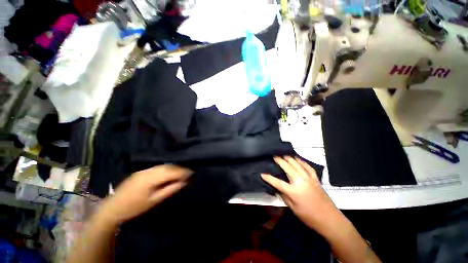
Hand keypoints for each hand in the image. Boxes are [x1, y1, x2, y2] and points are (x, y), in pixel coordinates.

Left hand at [98, 165, 191, 225]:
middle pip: (169, 166)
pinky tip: (171, 173)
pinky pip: (158, 167)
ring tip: (182, 172)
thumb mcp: (155, 200)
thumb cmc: (134, 207)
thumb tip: (185, 181)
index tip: (193, 172)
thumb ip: (171, 189)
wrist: (112, 208)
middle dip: (180, 168)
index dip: (183, 171)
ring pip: (164, 166)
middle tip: (190, 172)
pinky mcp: (142, 171)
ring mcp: (144, 170)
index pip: (172, 171)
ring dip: (174, 168)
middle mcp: (148, 170)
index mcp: (151, 178)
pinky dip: (167, 169)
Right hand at [261, 156, 341, 234]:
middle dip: (280, 160)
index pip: (277, 182)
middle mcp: (300, 182)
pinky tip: (298, 159)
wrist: (329, 219)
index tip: (262, 173)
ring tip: (284, 154)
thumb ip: (284, 195)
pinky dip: (302, 161)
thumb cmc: (309, 216)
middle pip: (288, 168)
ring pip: (297, 164)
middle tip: (274, 155)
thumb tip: (277, 187)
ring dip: (290, 158)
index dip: (268, 178)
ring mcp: (309, 178)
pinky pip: (308, 167)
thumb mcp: (293, 208)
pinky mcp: (315, 178)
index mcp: (294, 191)